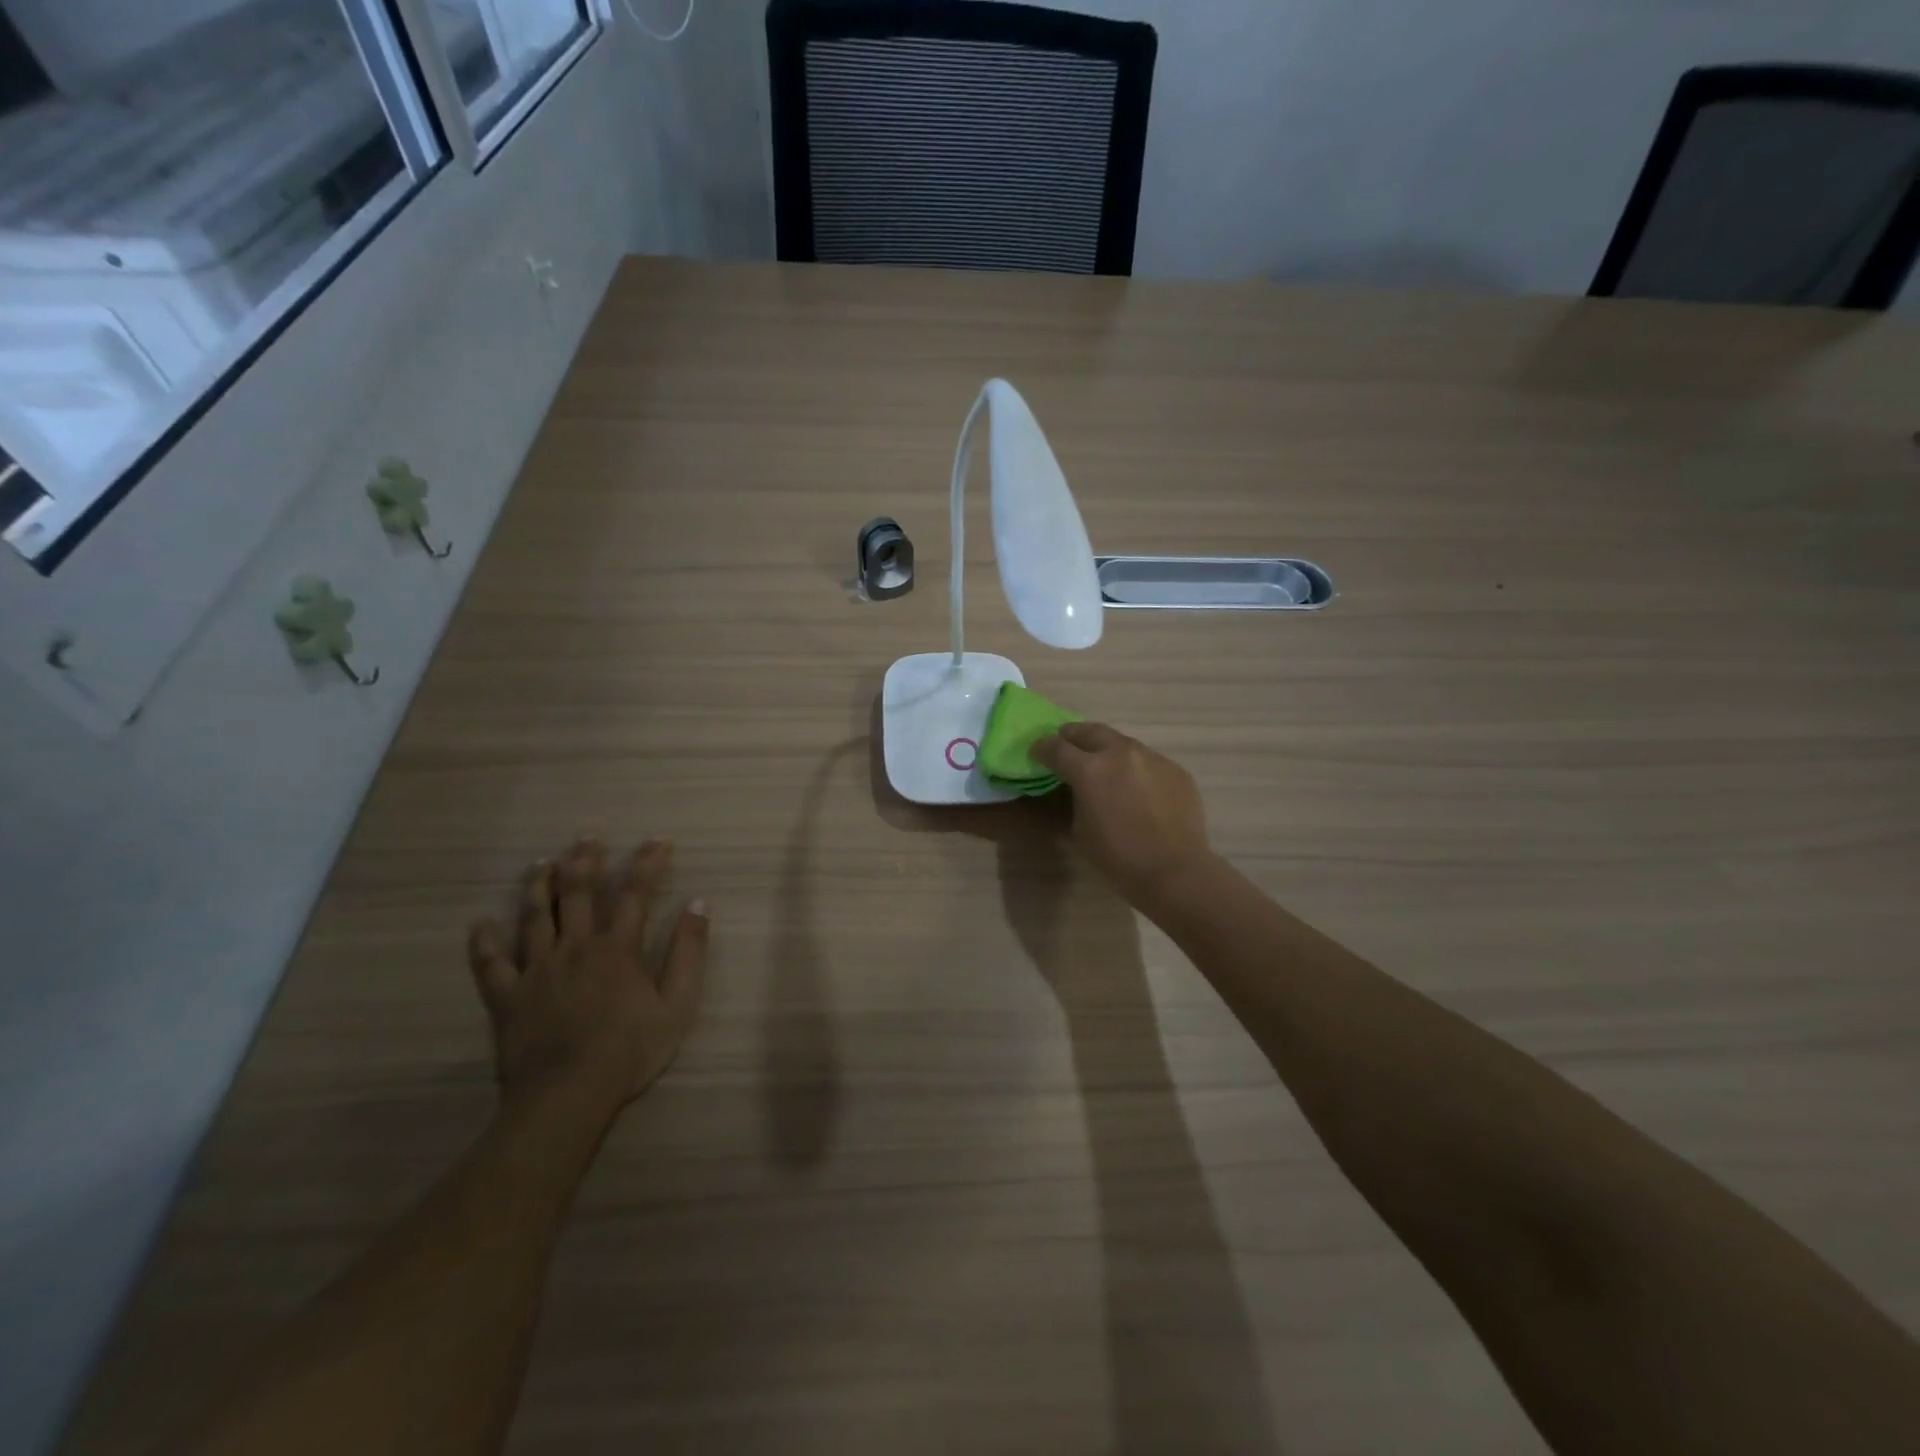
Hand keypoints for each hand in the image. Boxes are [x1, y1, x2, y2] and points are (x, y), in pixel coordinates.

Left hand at [468, 839, 706, 1118]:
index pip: (635, 893)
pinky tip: (480, 924)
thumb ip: (688, 952)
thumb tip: (698, 904)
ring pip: (534, 916)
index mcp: (617, 948)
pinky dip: (484, 942)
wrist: (567, 1096)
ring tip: (542, 863)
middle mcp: (575, 947)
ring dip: (539, 885)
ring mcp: (536, 970)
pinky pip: (490, 963)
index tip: (658, 841)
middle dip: (585, 861)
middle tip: (587, 837)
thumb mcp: (677, 1004)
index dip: (648, 863)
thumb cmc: (630, 1051)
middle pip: (578, 893)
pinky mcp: (507, 996)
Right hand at [1031, 723, 1216, 909]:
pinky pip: (1148, 760)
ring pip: (1122, 742)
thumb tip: (1075, 790)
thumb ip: (1073, 800)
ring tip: (1102, 764)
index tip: (1037, 753)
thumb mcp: (1079, 831)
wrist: (1176, 872)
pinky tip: (1136, 787)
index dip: (1042, 748)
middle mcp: (1120, 753)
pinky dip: (1134, 767)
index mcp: (1089, 769)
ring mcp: (1152, 758)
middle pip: (1089, 731)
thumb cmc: (1118, 858)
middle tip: (1065, 745)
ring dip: (1106, 748)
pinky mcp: (1176, 770)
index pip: (1056, 747)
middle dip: (1072, 736)